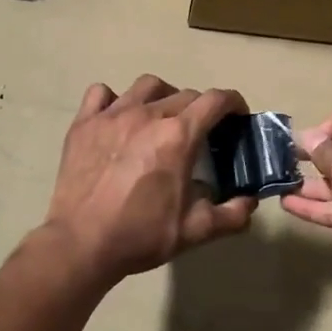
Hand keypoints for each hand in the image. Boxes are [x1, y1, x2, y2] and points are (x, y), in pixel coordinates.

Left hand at [43, 75, 257, 284]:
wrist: (81, 244)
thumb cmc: (141, 235)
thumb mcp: (195, 231)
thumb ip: (231, 215)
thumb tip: (250, 202)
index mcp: (178, 136)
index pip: (215, 100)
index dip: (233, 103)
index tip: (237, 116)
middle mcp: (147, 115)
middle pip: (184, 94)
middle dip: (200, 108)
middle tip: (200, 132)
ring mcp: (112, 115)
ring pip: (147, 86)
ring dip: (163, 96)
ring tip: (162, 117)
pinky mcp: (84, 123)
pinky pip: (101, 94)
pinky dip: (114, 99)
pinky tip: (118, 117)